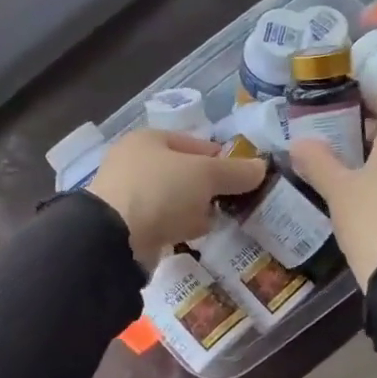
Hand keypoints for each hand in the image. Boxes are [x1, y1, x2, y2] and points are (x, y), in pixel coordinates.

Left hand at [87, 129, 267, 265]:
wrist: (114, 238)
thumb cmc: (161, 191)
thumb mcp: (206, 175)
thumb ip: (236, 172)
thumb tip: (261, 168)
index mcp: (149, 139)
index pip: (195, 144)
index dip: (221, 159)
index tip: (243, 178)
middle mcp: (134, 163)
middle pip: (184, 173)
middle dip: (209, 189)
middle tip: (232, 203)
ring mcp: (127, 196)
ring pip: (174, 200)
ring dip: (194, 211)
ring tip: (216, 222)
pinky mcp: (126, 226)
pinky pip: (162, 223)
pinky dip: (178, 228)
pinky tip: (192, 237)